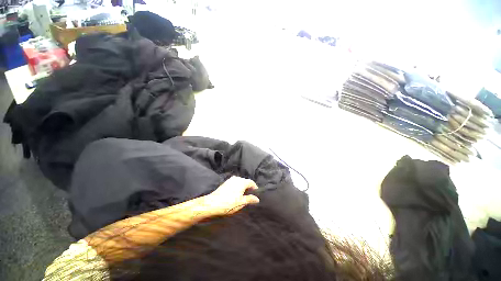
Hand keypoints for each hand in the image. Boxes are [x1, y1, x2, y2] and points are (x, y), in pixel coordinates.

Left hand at [203, 176, 259, 215]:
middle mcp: (236, 179)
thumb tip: (257, 199)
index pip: (251, 182)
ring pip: (239, 182)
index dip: (254, 187)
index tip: (256, 192)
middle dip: (248, 187)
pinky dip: (237, 186)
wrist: (212, 203)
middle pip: (245, 181)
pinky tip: (236, 193)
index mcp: (242, 182)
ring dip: (242, 186)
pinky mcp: (225, 183)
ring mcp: (230, 180)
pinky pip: (234, 183)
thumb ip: (249, 199)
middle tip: (250, 194)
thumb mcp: (241, 202)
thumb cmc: (229, 203)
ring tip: (243, 194)